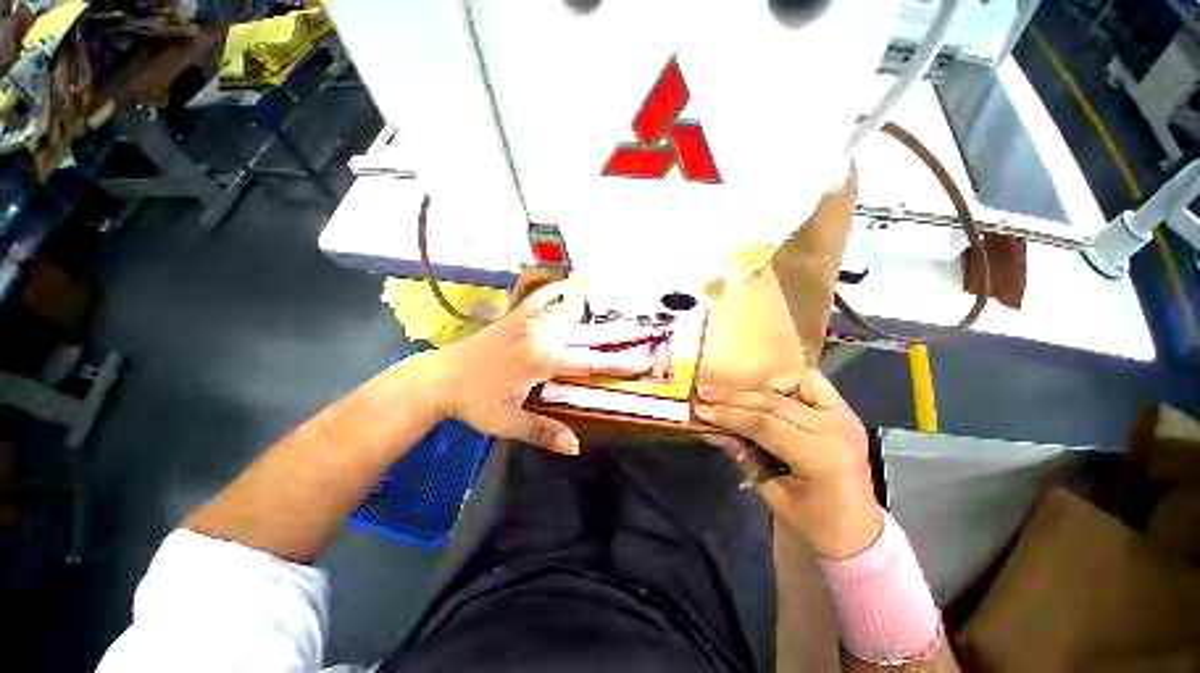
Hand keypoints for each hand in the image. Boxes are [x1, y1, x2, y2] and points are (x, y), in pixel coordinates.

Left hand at [420, 278, 653, 454]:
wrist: (440, 377)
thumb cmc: (475, 402)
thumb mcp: (508, 423)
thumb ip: (543, 432)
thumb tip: (575, 447)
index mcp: (543, 361)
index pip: (590, 364)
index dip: (618, 364)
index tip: (642, 361)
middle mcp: (542, 336)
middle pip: (588, 335)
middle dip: (618, 334)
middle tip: (642, 329)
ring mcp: (529, 321)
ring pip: (569, 312)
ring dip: (594, 311)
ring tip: (614, 303)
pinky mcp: (517, 315)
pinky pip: (541, 298)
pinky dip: (557, 290)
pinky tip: (569, 283)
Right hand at [695, 369, 882, 558]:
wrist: (859, 532)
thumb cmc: (815, 523)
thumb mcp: (772, 495)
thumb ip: (745, 458)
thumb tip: (714, 431)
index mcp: (820, 457)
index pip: (764, 425)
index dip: (729, 416)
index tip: (701, 411)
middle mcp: (835, 429)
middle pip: (773, 402)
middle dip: (735, 400)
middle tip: (707, 398)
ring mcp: (844, 416)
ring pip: (793, 384)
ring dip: (761, 389)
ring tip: (738, 400)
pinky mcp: (844, 412)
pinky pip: (812, 383)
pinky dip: (787, 384)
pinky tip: (771, 396)